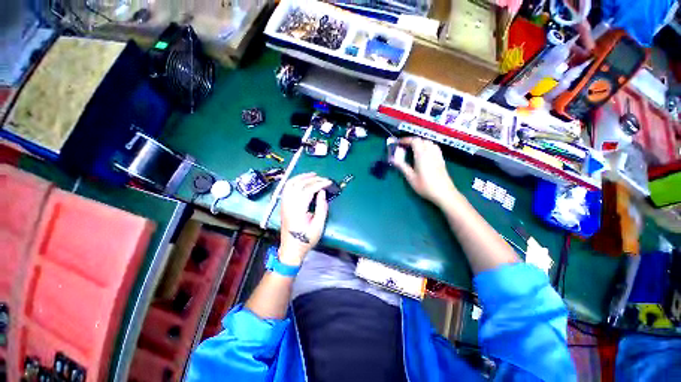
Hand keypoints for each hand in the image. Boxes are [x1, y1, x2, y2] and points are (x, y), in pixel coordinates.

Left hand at [279, 173, 331, 265]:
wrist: (291, 249)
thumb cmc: (306, 239)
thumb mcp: (318, 225)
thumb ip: (321, 207)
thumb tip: (322, 192)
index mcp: (297, 210)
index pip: (308, 190)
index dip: (319, 184)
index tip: (329, 182)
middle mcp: (288, 204)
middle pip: (299, 184)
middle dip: (312, 179)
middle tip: (323, 178)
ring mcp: (284, 204)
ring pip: (290, 184)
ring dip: (301, 177)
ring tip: (312, 175)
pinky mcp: (283, 205)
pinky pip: (286, 188)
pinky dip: (294, 181)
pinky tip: (301, 181)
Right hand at [391, 137, 457, 205]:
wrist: (444, 193)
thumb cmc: (425, 186)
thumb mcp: (410, 177)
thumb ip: (402, 166)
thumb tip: (392, 159)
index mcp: (422, 154)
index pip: (414, 141)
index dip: (406, 140)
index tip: (398, 143)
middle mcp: (431, 152)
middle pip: (422, 140)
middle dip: (412, 141)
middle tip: (404, 147)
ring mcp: (437, 155)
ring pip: (429, 142)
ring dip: (420, 143)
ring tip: (413, 150)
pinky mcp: (441, 159)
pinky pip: (434, 147)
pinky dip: (427, 146)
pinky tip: (423, 154)